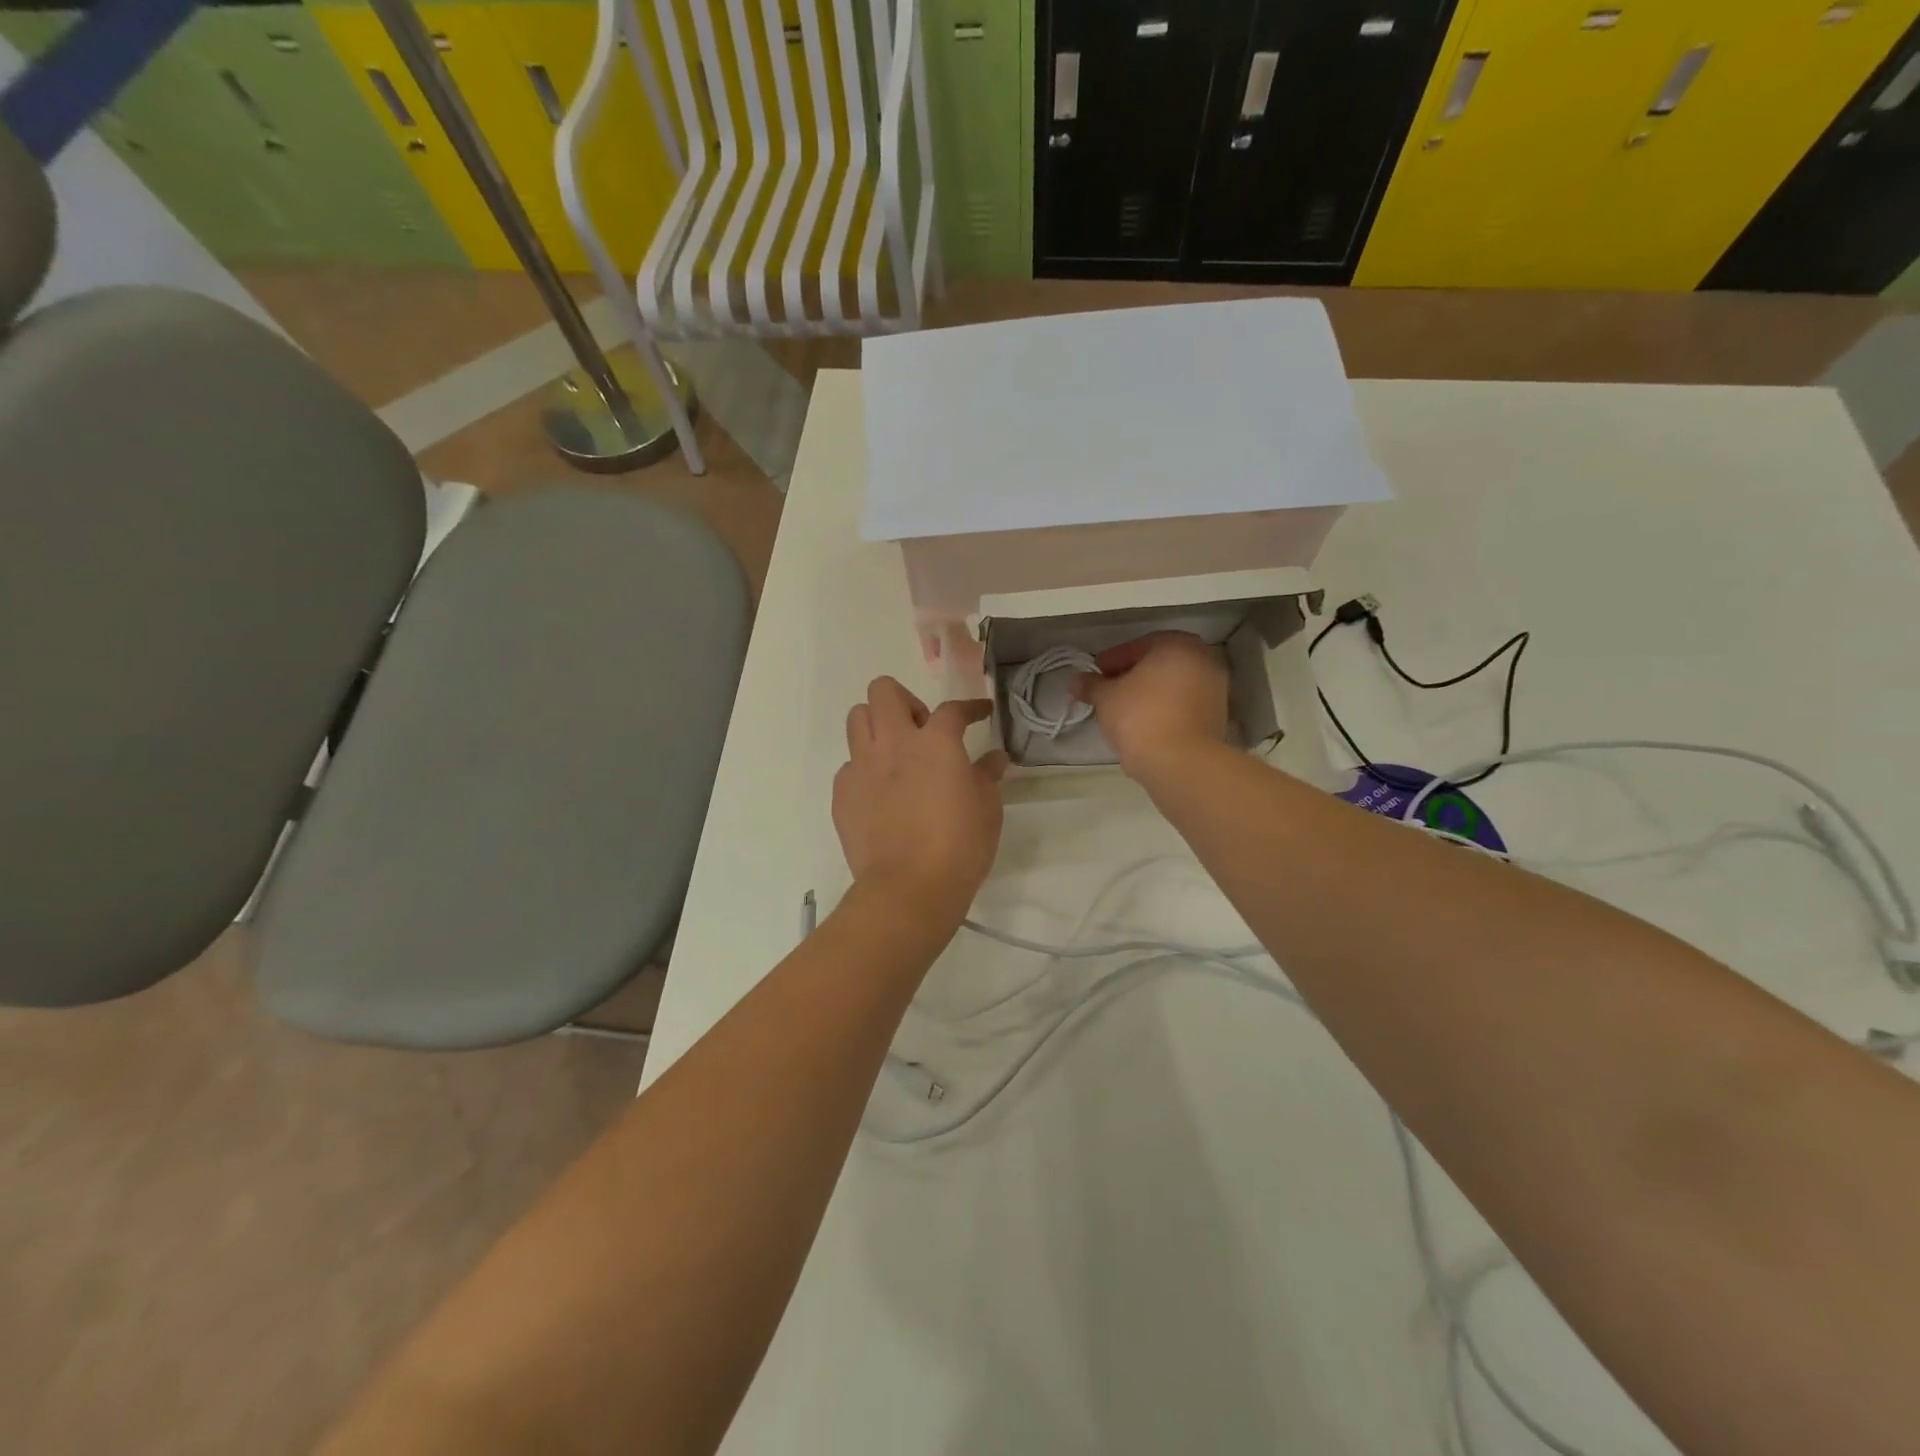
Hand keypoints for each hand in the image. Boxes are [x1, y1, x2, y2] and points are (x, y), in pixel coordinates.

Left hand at [834, 678, 1008, 926]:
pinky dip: (865, 769)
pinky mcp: (842, 793)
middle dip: (904, 701)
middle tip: (921, 730)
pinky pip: (849, 765)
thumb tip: (994, 758)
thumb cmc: (958, 846)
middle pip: (884, 691)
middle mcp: (893, 743)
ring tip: (895, 754)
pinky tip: (881, 794)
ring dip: (877, 726)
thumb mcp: (987, 809)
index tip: (980, 713)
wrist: (908, 888)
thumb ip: (987, 775)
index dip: (970, 707)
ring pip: (857, 719)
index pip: (952, 708)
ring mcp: (861, 766)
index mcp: (934, 741)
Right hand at [1069, 632, 1229, 777]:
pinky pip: (1183, 705)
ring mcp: (1215, 689)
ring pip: (1173, 685)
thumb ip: (1091, 685)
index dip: (1111, 660)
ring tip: (1124, 710)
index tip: (1094, 674)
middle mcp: (1203, 660)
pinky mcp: (1217, 717)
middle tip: (1108, 690)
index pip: (1137, 646)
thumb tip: (1077, 681)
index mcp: (1177, 645)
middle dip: (1132, 675)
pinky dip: (1165, 709)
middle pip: (1158, 664)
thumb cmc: (1139, 717)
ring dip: (1149, 693)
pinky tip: (1145, 725)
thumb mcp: (1106, 698)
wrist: (1180, 762)